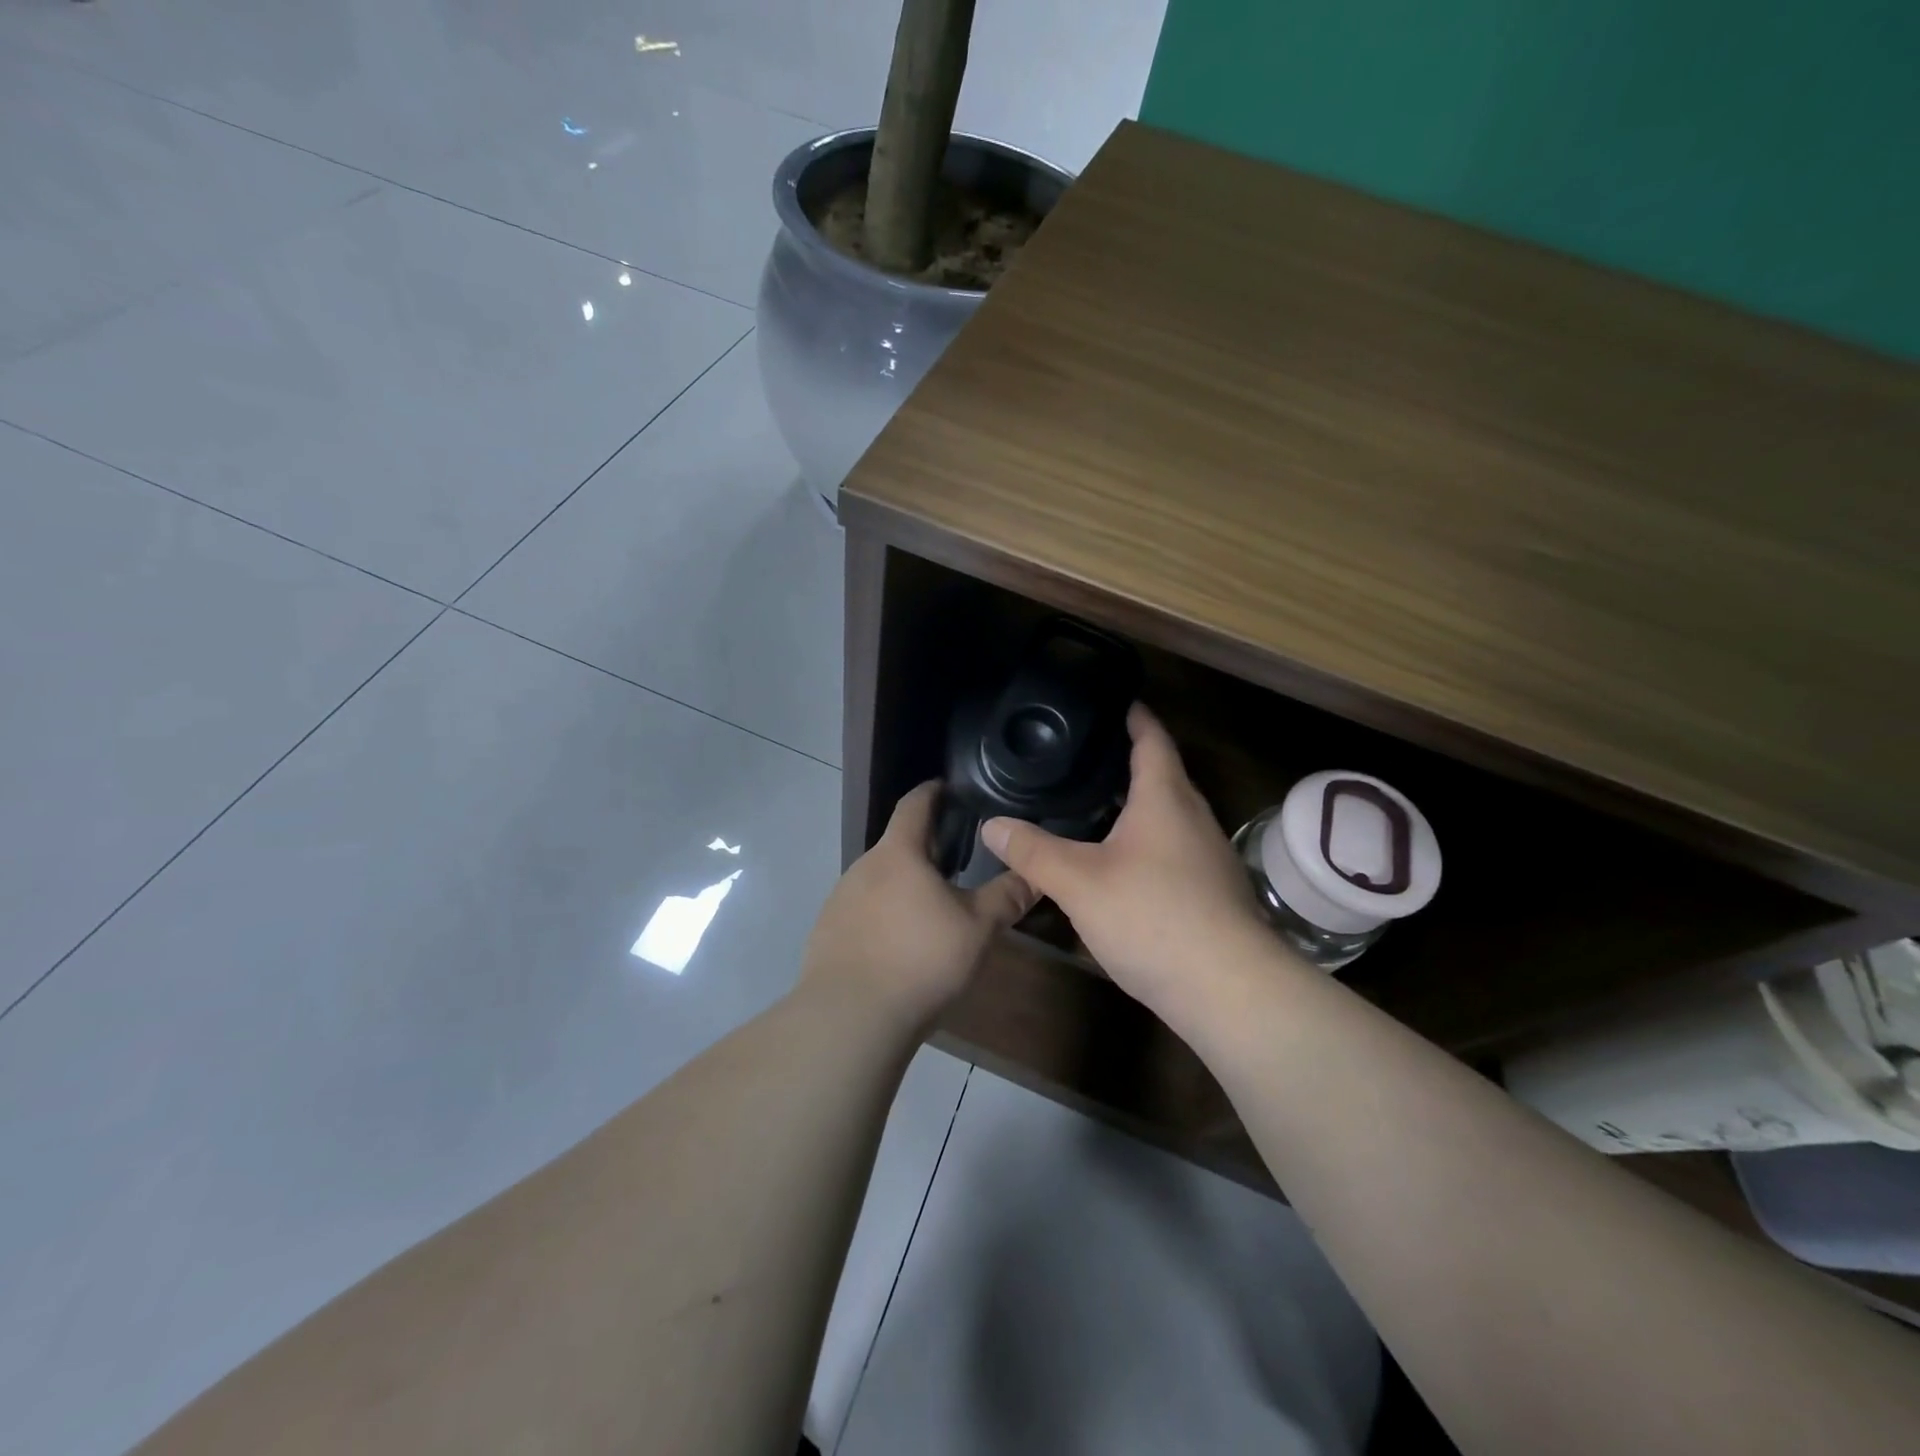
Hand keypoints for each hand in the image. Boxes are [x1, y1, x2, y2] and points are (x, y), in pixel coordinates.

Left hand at [801, 781, 1036, 1030]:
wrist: (850, 1017)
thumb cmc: (920, 959)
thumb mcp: (977, 928)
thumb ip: (1007, 896)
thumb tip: (1037, 873)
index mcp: (898, 853)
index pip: (914, 804)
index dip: (933, 791)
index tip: (950, 789)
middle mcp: (862, 867)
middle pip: (897, 844)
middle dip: (925, 848)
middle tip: (958, 861)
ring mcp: (839, 900)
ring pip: (879, 880)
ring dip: (904, 884)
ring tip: (932, 906)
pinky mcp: (827, 933)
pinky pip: (862, 911)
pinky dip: (884, 915)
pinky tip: (900, 944)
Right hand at [982, 704, 1277, 1022]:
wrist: (1229, 990)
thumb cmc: (1153, 917)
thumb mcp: (1079, 883)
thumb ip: (1033, 852)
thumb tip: (991, 825)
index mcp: (1165, 799)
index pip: (1152, 740)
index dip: (1135, 717)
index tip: (1116, 701)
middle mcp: (1194, 818)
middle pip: (1164, 775)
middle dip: (1130, 761)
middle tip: (1085, 756)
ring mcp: (1208, 857)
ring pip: (1169, 815)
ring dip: (1138, 804)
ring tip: (1094, 804)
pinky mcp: (1212, 891)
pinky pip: (1173, 848)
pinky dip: (1146, 840)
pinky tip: (1120, 861)